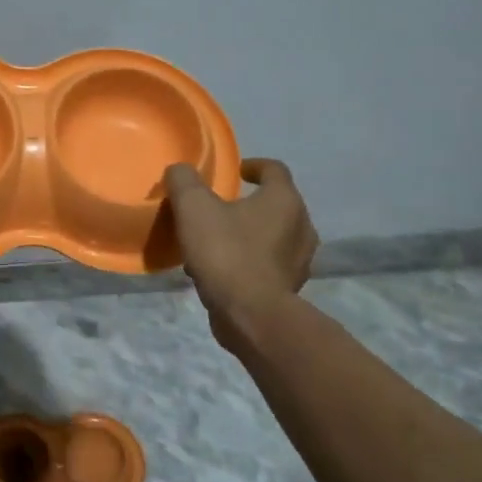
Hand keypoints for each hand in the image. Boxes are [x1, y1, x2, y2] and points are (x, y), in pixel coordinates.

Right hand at [162, 158, 316, 329]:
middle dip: (248, 203)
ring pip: (272, 236)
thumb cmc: (226, 252)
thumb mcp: (193, 207)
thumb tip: (180, 171)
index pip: (274, 169)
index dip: (253, 166)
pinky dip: (248, 261)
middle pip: (275, 204)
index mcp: (284, 200)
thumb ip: (184, 181)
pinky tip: (221, 270)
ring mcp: (299, 260)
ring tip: (216, 242)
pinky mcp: (290, 288)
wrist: (250, 315)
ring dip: (247, 234)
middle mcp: (301, 226)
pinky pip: (268, 264)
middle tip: (220, 208)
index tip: (235, 171)